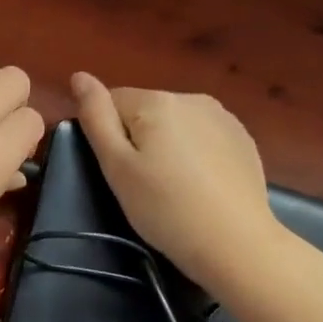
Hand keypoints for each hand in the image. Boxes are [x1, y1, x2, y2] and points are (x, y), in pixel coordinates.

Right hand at [71, 72, 281, 287]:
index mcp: (156, 101)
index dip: (107, 137)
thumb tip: (79, 76)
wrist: (237, 245)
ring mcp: (223, 117)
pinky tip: (199, 185)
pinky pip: (201, 135)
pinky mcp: (243, 139)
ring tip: (172, 186)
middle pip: (144, 111)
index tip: (119, 171)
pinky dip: (193, 153)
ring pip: (174, 123)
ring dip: (166, 144)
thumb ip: (95, 116)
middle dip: (137, 139)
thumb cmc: (165, 208)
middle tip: (143, 184)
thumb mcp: (117, 166)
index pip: (111, 102)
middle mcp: (191, 97)